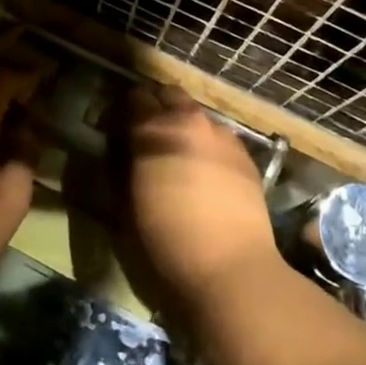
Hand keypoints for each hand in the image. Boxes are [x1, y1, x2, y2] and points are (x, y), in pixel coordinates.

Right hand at [124, 82, 279, 310]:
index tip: (119, 126)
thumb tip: (122, 148)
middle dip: (157, 107)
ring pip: (197, 114)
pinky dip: (208, 144)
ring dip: (184, 125)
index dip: (124, 110)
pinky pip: (220, 137)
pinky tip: (205, 171)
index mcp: (153, 130)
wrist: (231, 270)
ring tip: (179, 154)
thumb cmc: (166, 241)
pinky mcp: (246, 156)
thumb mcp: (126, 204)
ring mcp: (222, 135)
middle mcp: (189, 122)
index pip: (134, 98)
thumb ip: (122, 165)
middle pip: (169, 95)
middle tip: (148, 134)